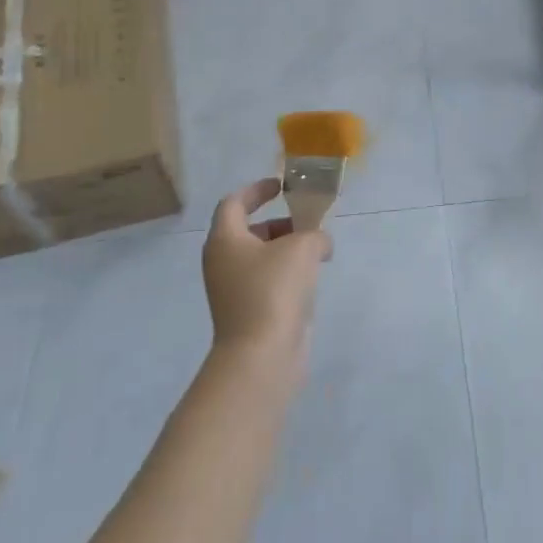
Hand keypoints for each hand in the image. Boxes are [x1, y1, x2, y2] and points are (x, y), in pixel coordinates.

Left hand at [202, 178, 332, 372]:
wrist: (261, 356)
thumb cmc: (273, 290)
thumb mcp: (302, 247)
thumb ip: (314, 234)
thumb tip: (319, 243)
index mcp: (225, 240)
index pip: (234, 203)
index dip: (257, 190)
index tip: (281, 186)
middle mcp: (223, 263)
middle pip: (249, 231)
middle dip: (280, 223)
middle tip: (308, 222)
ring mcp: (233, 291)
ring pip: (261, 258)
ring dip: (287, 249)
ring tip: (318, 251)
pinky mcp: (248, 313)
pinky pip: (267, 282)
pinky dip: (287, 274)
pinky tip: (312, 279)